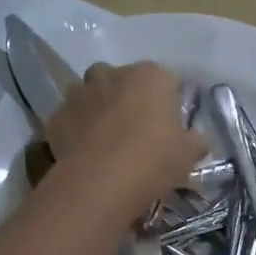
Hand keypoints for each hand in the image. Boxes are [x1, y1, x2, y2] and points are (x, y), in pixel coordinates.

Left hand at [47, 62, 204, 218]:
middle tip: (133, 131)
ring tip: (104, 141)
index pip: (163, 80)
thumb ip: (196, 141)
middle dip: (124, 98)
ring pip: (89, 94)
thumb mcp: (189, 154)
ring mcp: (79, 92)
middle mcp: (112, 74)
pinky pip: (68, 119)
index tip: (165, 127)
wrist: (102, 180)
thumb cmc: (154, 159)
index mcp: (151, 75)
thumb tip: (199, 140)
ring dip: (95, 109)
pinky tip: (83, 154)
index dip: (164, 103)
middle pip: (120, 81)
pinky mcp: (56, 116)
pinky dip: (74, 131)